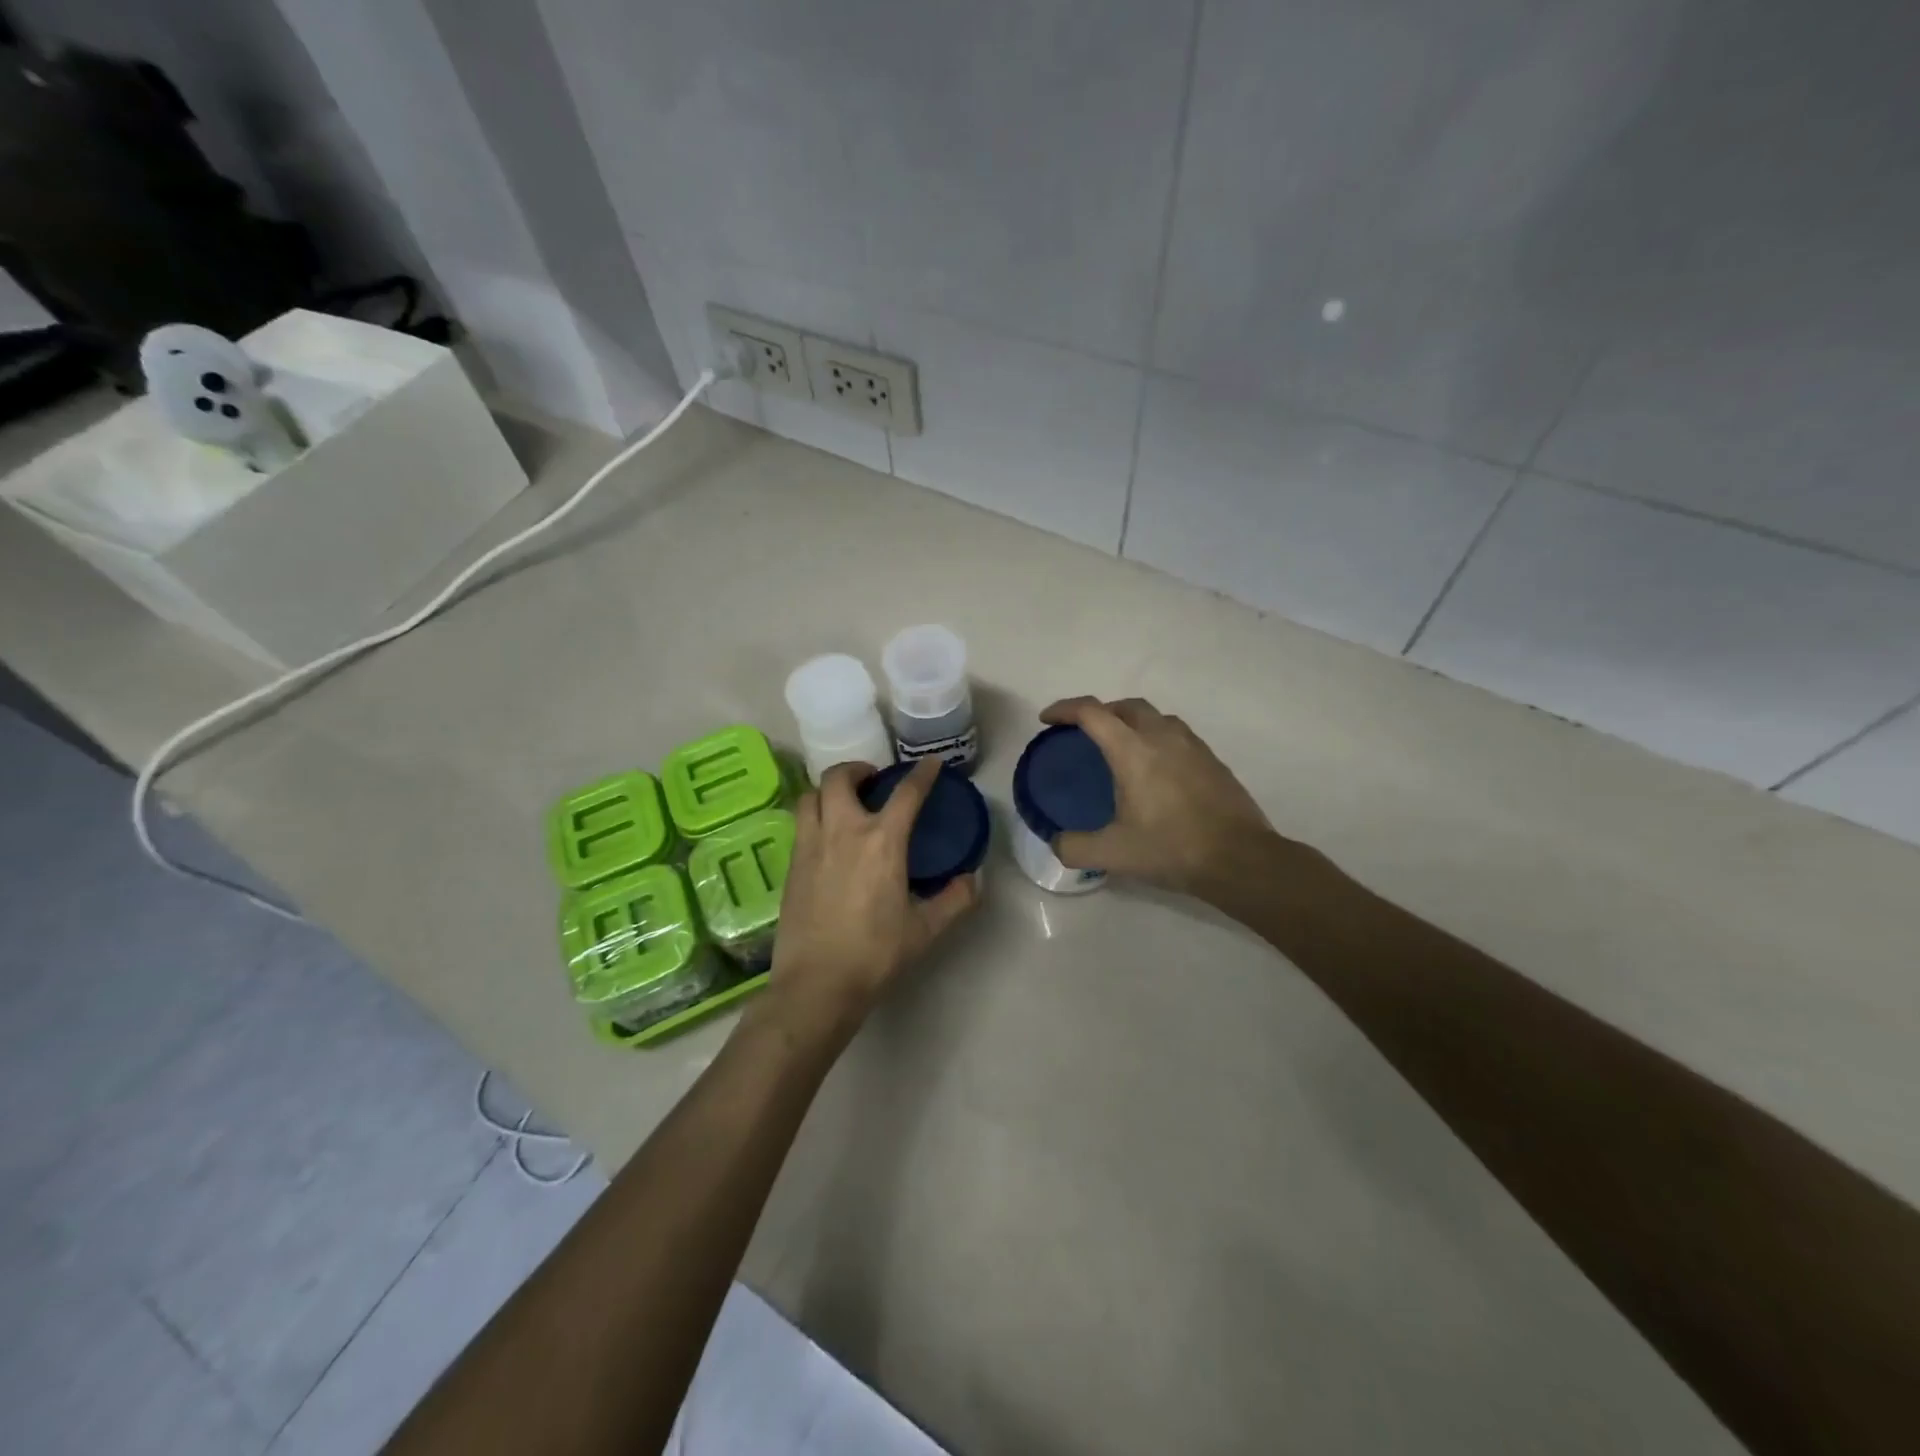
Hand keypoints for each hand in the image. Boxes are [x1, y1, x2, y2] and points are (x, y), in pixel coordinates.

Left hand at [758, 758, 977, 1043]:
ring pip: (811, 795)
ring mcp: (810, 845)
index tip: (931, 764)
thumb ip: (954, 900)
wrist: (817, 984)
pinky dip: (815, 815)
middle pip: (840, 777)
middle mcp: (842, 831)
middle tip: (872, 781)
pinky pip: (800, 823)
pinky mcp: (791, 864)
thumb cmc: (875, 954)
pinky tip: (827, 837)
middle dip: (857, 769)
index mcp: (881, 842)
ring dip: (829, 789)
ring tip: (844, 802)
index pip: (906, 794)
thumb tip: (973, 879)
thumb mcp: (925, 929)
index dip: (922, 774)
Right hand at [1039, 697, 1280, 901]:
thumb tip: (1056, 842)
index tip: (1048, 719)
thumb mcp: (1112, 854)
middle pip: (1126, 706)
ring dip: (1133, 722)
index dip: (1064, 709)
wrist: (1240, 859)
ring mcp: (1193, 746)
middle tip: (1085, 732)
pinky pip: (1177, 735)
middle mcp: (1162, 737)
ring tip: (1122, 748)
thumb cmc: (1172, 849)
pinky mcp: (1213, 761)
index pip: (1092, 713)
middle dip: (1101, 712)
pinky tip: (1157, 770)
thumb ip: (1074, 847)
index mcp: (1133, 751)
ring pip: (1156, 717)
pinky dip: (1157, 739)